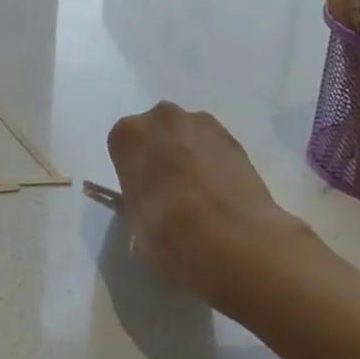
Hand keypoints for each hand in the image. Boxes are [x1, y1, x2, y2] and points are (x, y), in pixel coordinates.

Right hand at [105, 102, 318, 307]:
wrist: (232, 240)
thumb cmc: (167, 232)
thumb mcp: (135, 221)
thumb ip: (138, 200)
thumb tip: (149, 202)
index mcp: (129, 134)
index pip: (123, 146)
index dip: (133, 171)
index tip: (143, 194)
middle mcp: (162, 118)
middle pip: (157, 133)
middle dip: (161, 155)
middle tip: (170, 193)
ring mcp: (202, 124)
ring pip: (188, 137)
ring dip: (189, 155)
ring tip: (201, 196)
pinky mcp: (235, 139)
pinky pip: (214, 148)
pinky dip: (215, 164)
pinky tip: (222, 195)